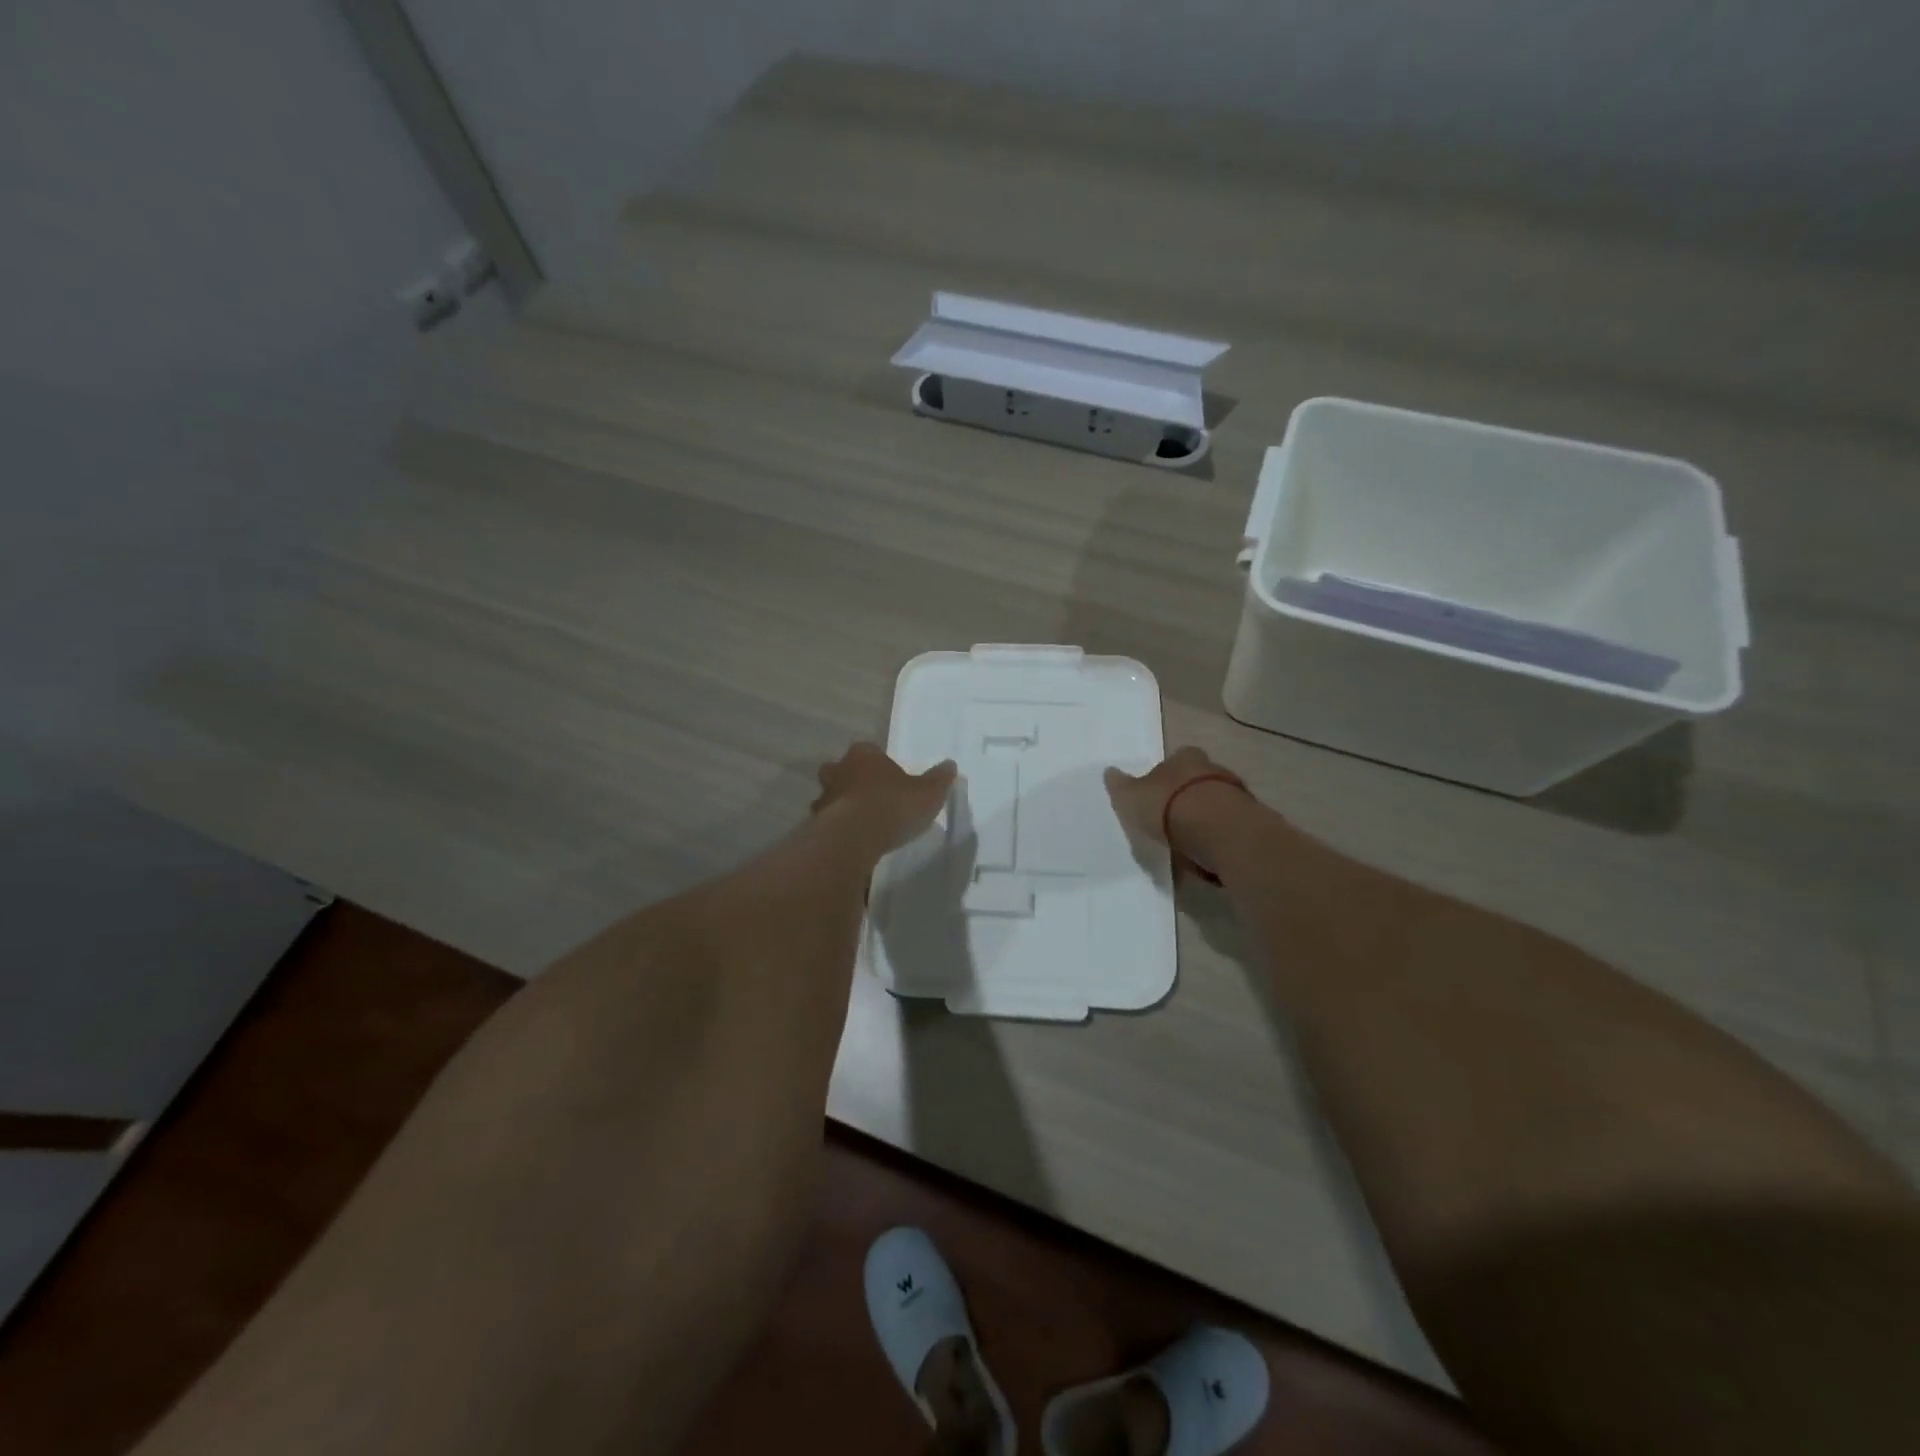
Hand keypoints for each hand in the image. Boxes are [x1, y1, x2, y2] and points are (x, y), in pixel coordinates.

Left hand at [812, 742, 956, 850]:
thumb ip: (938, 779)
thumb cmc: (893, 805)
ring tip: (860, 822)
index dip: (878, 762)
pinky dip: (836, 827)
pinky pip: (827, 821)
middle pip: (842, 769)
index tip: (889, 777)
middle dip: (852, 779)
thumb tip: (950, 765)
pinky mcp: (816, 823)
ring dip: (842, 804)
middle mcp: (839, 770)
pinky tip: (851, 840)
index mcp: (864, 755)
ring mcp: (824, 796)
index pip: (869, 750)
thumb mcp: (927, 793)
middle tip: (870, 796)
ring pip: (832, 795)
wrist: (855, 837)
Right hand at [1104, 747, 1247, 875]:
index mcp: (1184, 757)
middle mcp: (1212, 767)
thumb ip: (1121, 786)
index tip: (1156, 795)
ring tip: (1188, 841)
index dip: (1164, 776)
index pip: (1175, 759)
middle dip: (1186, 796)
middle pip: (1197, 780)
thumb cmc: (1169, 806)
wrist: (1220, 831)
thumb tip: (1109, 771)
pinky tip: (1206, 851)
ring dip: (1204, 817)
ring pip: (1215, 802)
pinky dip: (1217, 835)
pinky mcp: (1249, 819)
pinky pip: (1227, 825)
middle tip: (1171, 819)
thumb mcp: (1132, 797)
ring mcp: (1235, 793)